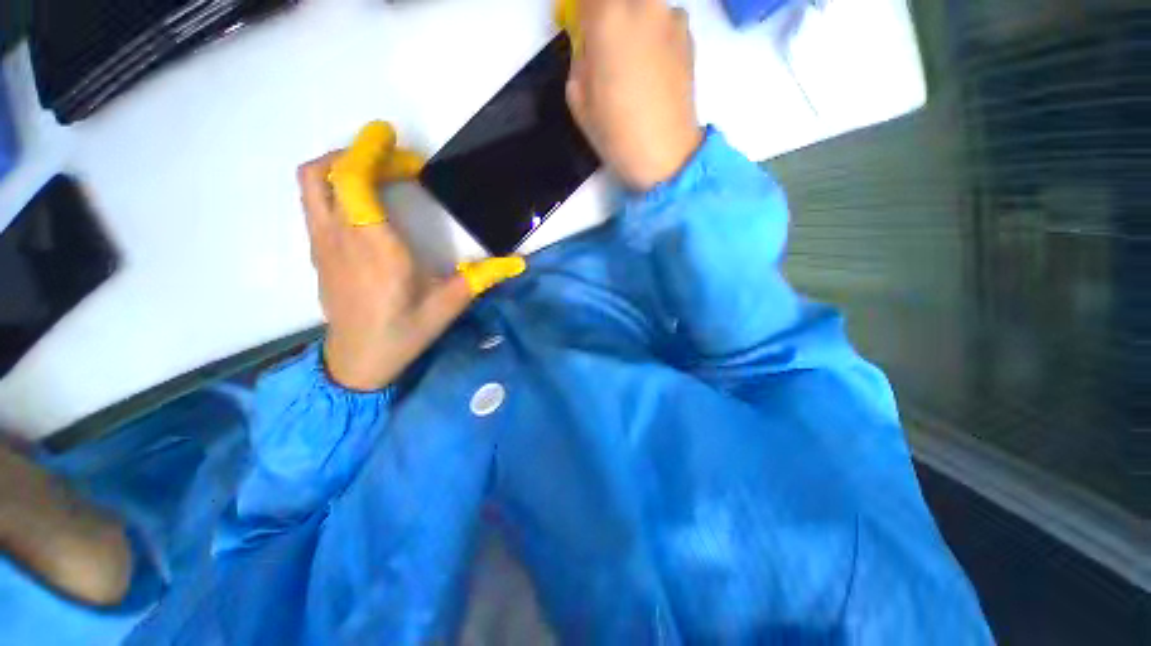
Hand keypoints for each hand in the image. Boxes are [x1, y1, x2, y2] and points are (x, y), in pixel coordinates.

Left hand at [300, 122, 524, 390]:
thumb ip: (483, 277)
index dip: (369, 152)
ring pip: (313, 184)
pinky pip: (315, 202)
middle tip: (397, 163)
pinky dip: (336, 186)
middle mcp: (341, 238)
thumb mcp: (450, 305)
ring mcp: (322, 244)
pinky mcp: (318, 252)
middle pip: (325, 172)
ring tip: (379, 174)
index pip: (354, 182)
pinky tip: (367, 204)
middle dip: (359, 154)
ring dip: (342, 166)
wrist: (358, 360)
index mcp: (376, 249)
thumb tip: (519, 262)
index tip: (394, 140)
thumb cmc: (406, 331)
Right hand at [562, 0, 703, 190]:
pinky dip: (654, 33)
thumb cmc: (616, 132)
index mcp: (608, 17)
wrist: (665, 154)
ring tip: (631, 58)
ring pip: (644, 4)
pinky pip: (663, 19)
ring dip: (633, 19)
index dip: (584, 9)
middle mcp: (643, 4)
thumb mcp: (578, 98)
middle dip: (610, 14)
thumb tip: (590, 43)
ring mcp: (671, 17)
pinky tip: (652, 67)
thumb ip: (580, 56)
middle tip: (605, 41)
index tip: (582, 25)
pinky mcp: (689, 35)